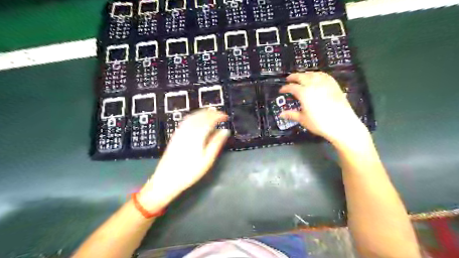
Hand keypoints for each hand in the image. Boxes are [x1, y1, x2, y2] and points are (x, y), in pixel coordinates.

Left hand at [136, 109, 228, 210]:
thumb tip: (225, 131)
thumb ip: (216, 143)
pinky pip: (186, 120)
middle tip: (220, 114)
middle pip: (201, 115)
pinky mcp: (175, 135)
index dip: (218, 116)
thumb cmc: (189, 172)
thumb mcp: (207, 160)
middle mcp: (188, 130)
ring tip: (211, 114)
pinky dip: (194, 116)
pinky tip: (197, 120)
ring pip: (192, 116)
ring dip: (203, 113)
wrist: (166, 180)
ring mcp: (180, 132)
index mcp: (197, 135)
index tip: (226, 116)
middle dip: (211, 113)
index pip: (209, 120)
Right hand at [278, 73, 368, 143]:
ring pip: (313, 74)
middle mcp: (314, 85)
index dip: (285, 88)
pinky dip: (317, 74)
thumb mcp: (303, 119)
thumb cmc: (320, 123)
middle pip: (301, 77)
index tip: (281, 90)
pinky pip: (324, 75)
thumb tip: (281, 114)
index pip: (292, 87)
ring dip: (305, 74)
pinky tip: (316, 77)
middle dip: (293, 77)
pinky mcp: (334, 85)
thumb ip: (291, 114)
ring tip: (301, 77)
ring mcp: (325, 83)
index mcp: (304, 93)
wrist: (342, 124)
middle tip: (288, 79)